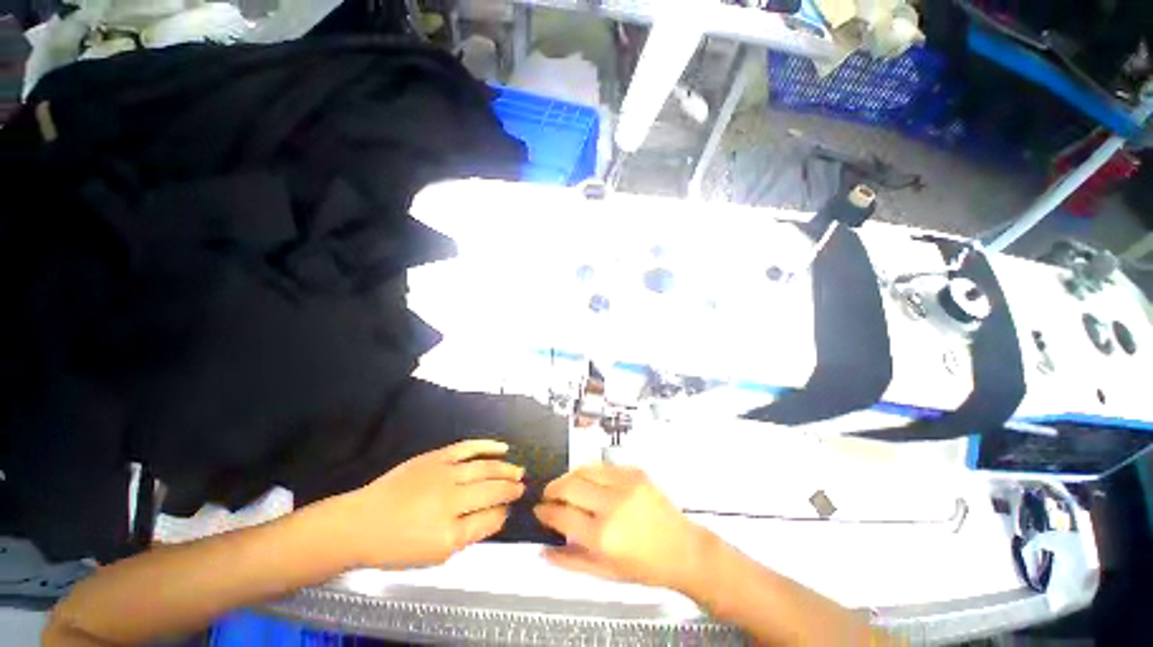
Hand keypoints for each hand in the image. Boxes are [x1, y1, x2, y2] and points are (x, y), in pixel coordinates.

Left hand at [336, 439, 525, 568]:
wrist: (361, 522)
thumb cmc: (396, 546)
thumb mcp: (433, 556)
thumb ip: (469, 536)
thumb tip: (496, 516)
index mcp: (449, 534)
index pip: (490, 519)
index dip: (503, 513)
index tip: (509, 510)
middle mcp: (451, 501)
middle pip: (492, 490)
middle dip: (511, 489)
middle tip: (522, 487)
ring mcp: (445, 474)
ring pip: (486, 468)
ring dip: (506, 469)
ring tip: (519, 471)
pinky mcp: (437, 457)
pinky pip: (469, 448)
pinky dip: (488, 446)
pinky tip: (503, 448)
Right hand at [534, 464, 710, 592]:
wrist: (683, 550)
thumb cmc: (645, 567)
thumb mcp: (605, 573)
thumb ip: (570, 561)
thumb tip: (544, 551)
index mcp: (603, 536)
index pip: (561, 515)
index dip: (545, 511)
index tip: (539, 510)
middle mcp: (612, 505)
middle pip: (569, 485)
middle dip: (552, 489)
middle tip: (548, 495)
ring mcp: (625, 484)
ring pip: (584, 469)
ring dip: (569, 476)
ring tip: (565, 486)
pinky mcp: (635, 472)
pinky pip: (603, 465)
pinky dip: (589, 471)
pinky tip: (588, 480)